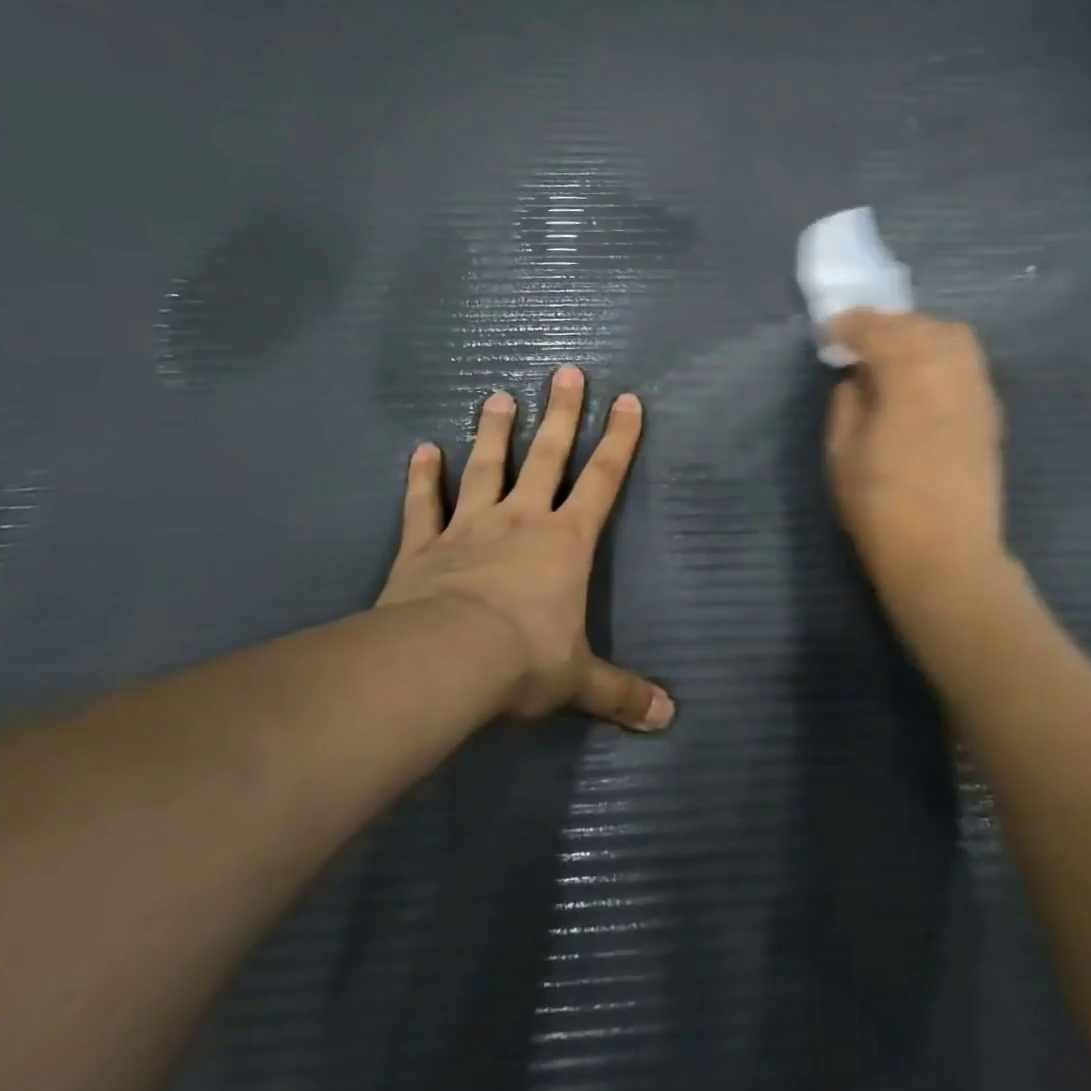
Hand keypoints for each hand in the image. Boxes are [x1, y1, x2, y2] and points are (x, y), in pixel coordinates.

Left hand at [376, 366, 674, 732]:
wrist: (444, 660)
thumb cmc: (523, 659)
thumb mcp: (578, 680)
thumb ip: (621, 693)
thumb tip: (668, 718)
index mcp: (566, 541)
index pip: (603, 480)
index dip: (619, 440)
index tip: (628, 400)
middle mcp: (521, 520)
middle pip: (547, 456)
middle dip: (561, 414)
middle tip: (566, 372)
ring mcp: (469, 527)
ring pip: (486, 467)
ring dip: (493, 431)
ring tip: (497, 395)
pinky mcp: (423, 545)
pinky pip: (424, 504)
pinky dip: (422, 477)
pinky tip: (422, 450)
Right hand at [825, 310, 1007, 598]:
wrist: (947, 557)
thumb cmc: (883, 508)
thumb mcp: (842, 454)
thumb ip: (847, 404)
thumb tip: (857, 379)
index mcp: (908, 378)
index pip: (878, 331)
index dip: (850, 326)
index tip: (828, 332)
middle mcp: (950, 373)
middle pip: (920, 325)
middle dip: (885, 324)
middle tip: (858, 338)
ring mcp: (977, 392)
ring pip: (953, 337)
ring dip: (918, 333)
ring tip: (893, 352)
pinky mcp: (990, 413)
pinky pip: (968, 363)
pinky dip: (942, 354)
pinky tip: (922, 375)